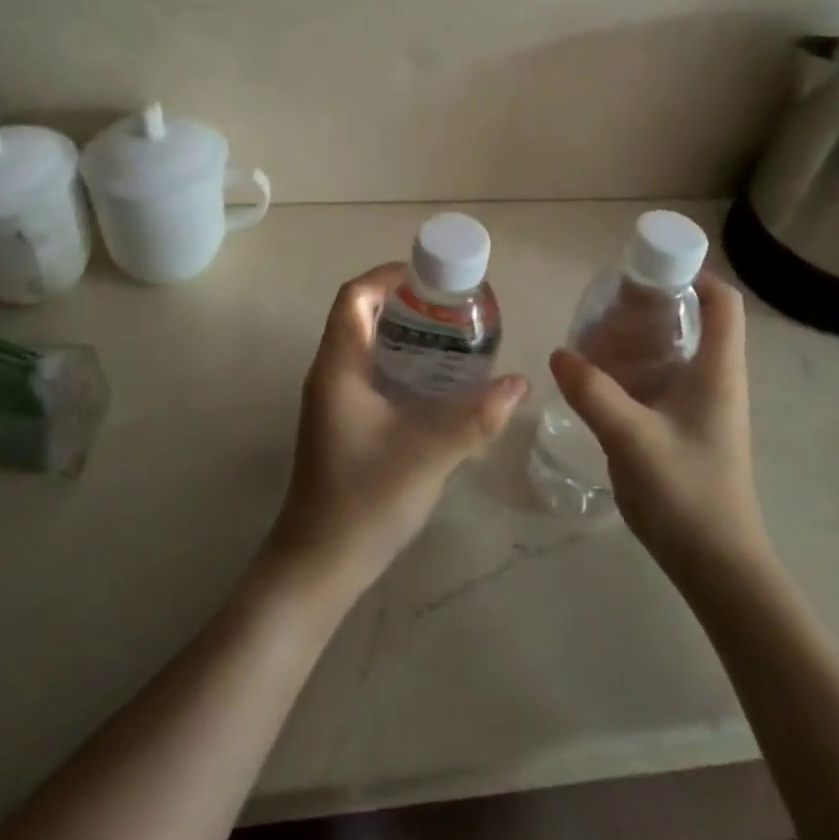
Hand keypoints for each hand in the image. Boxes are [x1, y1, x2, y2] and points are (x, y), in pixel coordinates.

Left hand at [263, 264, 526, 602]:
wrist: (319, 563)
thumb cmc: (366, 498)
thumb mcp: (429, 453)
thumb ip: (476, 417)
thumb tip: (520, 383)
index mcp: (339, 366)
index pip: (354, 297)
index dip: (388, 276)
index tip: (430, 277)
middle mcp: (330, 374)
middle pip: (360, 315)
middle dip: (403, 303)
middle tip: (450, 308)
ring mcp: (332, 399)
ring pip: (364, 345)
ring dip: (401, 333)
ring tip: (450, 338)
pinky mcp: (340, 421)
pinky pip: (368, 372)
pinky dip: (398, 363)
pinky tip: (433, 384)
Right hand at [549, 273, 768, 583]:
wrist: (719, 568)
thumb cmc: (686, 494)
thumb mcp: (631, 438)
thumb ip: (592, 392)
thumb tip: (559, 352)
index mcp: (718, 370)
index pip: (722, 301)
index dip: (692, 273)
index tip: (646, 271)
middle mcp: (718, 380)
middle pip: (696, 320)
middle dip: (652, 306)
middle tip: (607, 306)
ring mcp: (707, 407)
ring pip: (677, 352)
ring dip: (641, 340)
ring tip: (595, 340)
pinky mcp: (693, 430)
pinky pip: (666, 381)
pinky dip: (638, 370)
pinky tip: (603, 383)